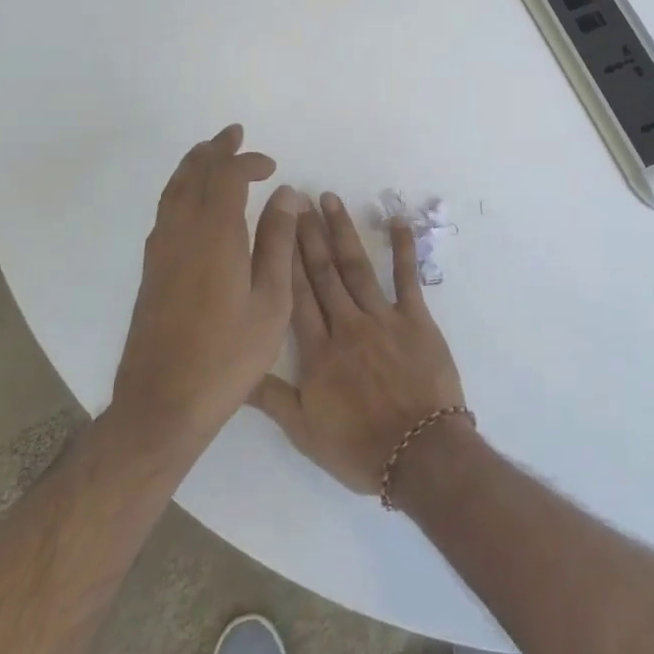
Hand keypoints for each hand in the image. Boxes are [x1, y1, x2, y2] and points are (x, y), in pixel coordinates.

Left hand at [111, 126, 304, 449]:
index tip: (271, 167)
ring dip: (193, 166)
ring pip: (173, 190)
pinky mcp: (151, 270)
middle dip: (214, 150)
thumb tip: (287, 195)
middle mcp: (181, 233)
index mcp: (214, 236)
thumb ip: (278, 243)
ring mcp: (160, 251)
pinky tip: (192, 201)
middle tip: (233, 134)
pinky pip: (165, 210)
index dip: (247, 162)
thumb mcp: (270, 302)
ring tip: (210, 153)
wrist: (163, 402)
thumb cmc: (228, 355)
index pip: (227, 177)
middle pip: (193, 174)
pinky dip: (181, 189)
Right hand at [250, 193, 466, 494]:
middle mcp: (347, 325)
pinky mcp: (416, 319)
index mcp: (318, 351)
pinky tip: (397, 221)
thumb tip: (232, 372)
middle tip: (298, 199)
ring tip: (330, 200)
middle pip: (323, 273)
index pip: (295, 295)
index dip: (284, 258)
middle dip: (309, 234)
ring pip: (357, 268)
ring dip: (343, 232)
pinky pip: (407, 278)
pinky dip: (403, 248)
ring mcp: (383, 319)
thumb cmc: (360, 448)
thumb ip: (270, 397)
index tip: (275, 226)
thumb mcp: (304, 432)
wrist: (421, 454)